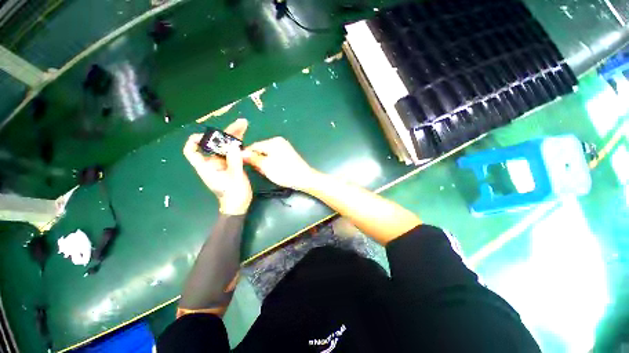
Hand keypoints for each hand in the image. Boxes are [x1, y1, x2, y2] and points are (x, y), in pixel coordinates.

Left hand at [183, 119, 251, 214]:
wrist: (239, 205)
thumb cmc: (233, 194)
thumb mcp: (235, 178)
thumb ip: (234, 161)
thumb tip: (233, 144)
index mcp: (207, 167)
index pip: (192, 151)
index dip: (195, 141)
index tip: (206, 134)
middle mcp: (213, 162)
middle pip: (215, 144)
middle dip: (226, 133)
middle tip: (240, 124)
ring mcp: (223, 163)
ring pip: (225, 146)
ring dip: (234, 136)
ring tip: (244, 126)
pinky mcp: (231, 165)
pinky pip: (233, 152)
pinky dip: (238, 144)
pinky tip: (245, 138)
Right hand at [243, 137, 316, 190]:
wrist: (304, 178)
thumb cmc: (284, 172)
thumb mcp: (266, 166)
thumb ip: (253, 158)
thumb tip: (240, 153)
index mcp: (273, 141)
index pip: (253, 146)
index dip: (246, 155)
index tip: (243, 165)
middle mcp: (279, 141)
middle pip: (261, 149)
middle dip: (257, 160)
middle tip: (259, 171)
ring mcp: (284, 147)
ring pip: (267, 154)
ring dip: (264, 163)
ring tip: (267, 172)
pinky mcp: (288, 154)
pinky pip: (274, 157)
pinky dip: (271, 163)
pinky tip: (274, 171)